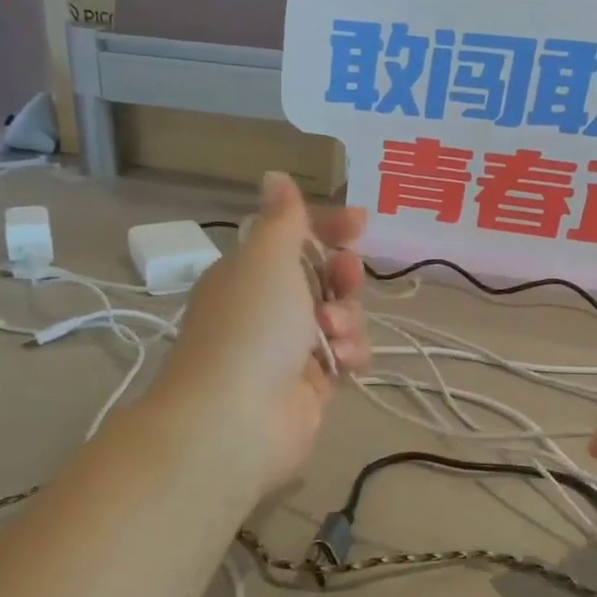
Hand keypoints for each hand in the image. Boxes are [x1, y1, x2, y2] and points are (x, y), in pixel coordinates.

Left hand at [153, 172, 368, 493]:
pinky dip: (349, 354)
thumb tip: (275, 177)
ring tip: (331, 335)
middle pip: (323, 278)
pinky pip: (345, 356)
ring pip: (340, 317)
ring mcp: (289, 349)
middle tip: (345, 276)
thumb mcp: (267, 259)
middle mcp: (267, 308)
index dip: (328, 227)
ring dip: (346, 319)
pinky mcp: (310, 385)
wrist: (235, 420)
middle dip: (342, 275)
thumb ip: (283, 219)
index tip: (360, 221)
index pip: (294, 239)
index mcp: (249, 274)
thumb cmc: (251, 327)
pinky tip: (341, 362)